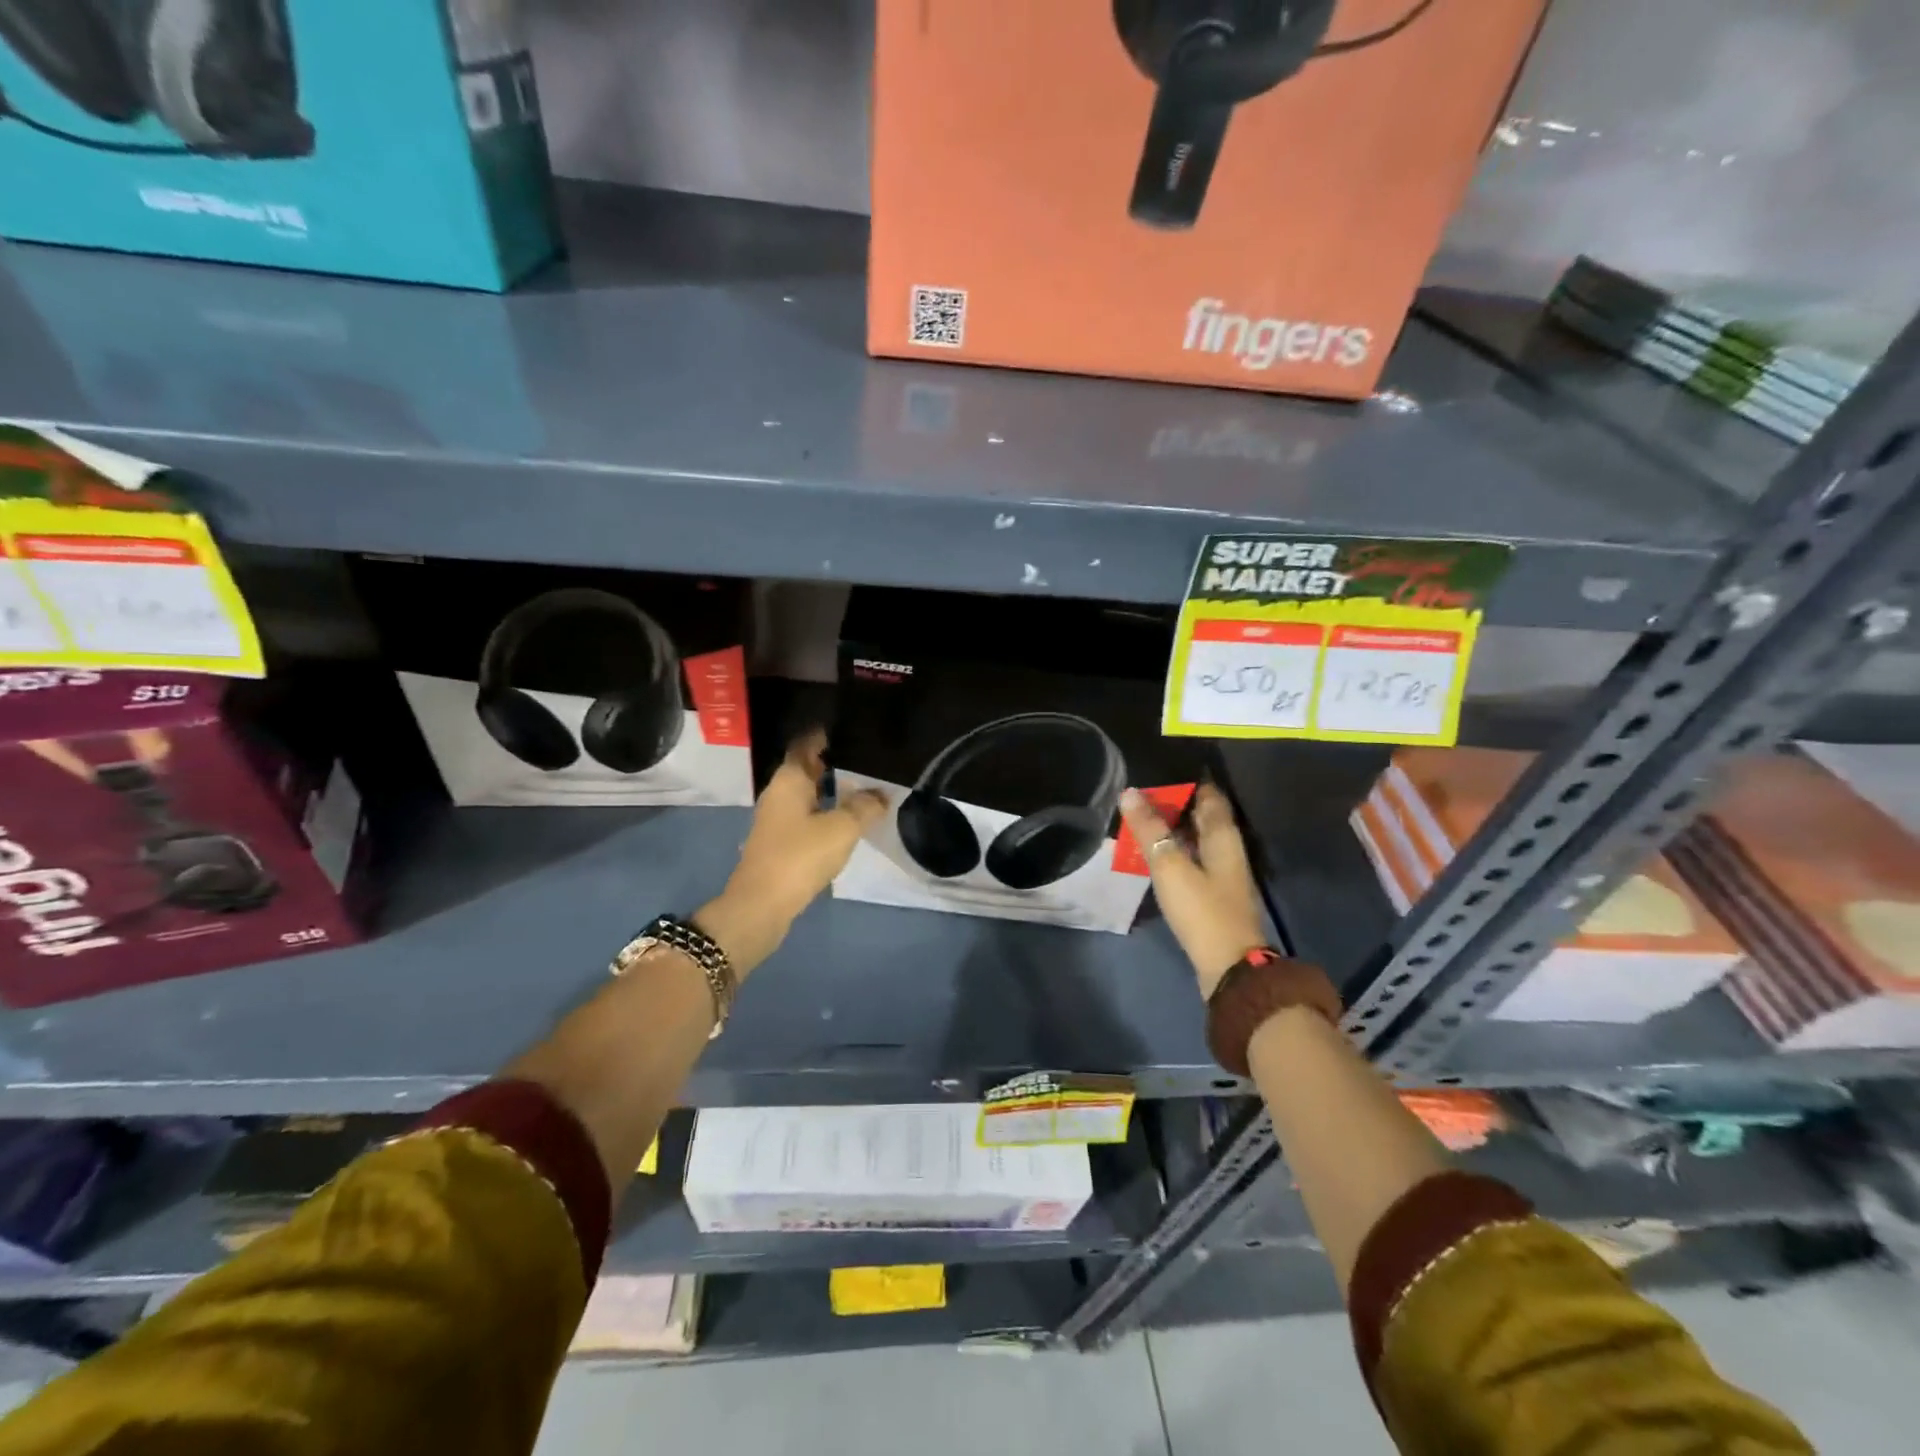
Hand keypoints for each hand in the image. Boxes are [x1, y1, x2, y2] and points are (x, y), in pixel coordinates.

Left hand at [694, 730, 888, 976]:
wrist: (761, 906)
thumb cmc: (800, 857)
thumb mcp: (841, 828)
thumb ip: (864, 806)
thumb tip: (881, 794)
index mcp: (789, 780)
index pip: (807, 744)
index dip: (827, 734)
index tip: (852, 727)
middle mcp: (779, 793)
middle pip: (808, 768)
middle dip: (835, 762)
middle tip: (868, 756)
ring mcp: (777, 819)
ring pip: (808, 794)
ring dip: (832, 789)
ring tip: (866, 785)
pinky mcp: (781, 842)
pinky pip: (808, 816)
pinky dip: (827, 811)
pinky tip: (848, 818)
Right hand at [1120, 783, 1267, 999]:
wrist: (1229, 968)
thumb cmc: (1202, 910)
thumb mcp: (1170, 865)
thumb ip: (1149, 829)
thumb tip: (1130, 792)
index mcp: (1223, 836)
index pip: (1209, 795)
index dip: (1188, 781)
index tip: (1159, 770)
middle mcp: (1227, 850)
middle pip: (1202, 817)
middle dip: (1176, 803)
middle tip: (1141, 793)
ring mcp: (1222, 875)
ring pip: (1196, 840)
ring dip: (1172, 829)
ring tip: (1140, 819)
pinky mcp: (1212, 896)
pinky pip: (1191, 861)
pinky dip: (1174, 852)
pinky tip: (1153, 856)